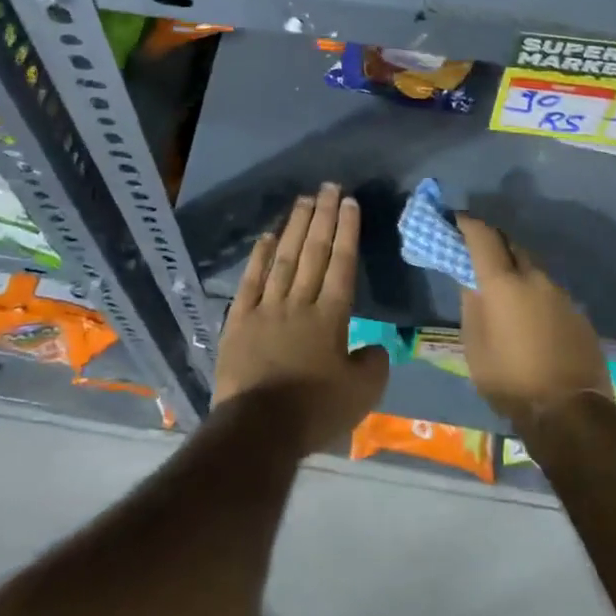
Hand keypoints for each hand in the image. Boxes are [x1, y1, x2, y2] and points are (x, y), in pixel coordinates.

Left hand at [215, 183, 389, 454]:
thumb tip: (377, 346)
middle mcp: (299, 302)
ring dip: (295, 227)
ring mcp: (266, 308)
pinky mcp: (239, 321)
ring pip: (284, 258)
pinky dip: (259, 257)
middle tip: (328, 187)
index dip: (347, 231)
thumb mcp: (361, 395)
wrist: (258, 429)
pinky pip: (251, 281)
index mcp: (330, 317)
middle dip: (323, 217)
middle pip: (314, 252)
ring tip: (303, 200)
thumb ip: (375, 364)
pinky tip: (267, 237)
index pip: (341, 264)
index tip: (349, 203)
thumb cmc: (314, 411)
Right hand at [458, 215, 610, 425]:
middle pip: (511, 245)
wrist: (570, 413)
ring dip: (515, 270)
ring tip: (503, 289)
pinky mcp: (578, 313)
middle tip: (476, 252)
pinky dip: (534, 293)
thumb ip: (471, 305)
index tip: (455, 220)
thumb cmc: (510, 379)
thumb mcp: (474, 345)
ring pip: (532, 268)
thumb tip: (471, 281)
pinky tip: (530, 316)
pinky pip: (549, 291)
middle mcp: (534, 277)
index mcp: (503, 281)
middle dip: (493, 243)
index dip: (467, 223)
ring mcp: (561, 294)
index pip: (482, 235)